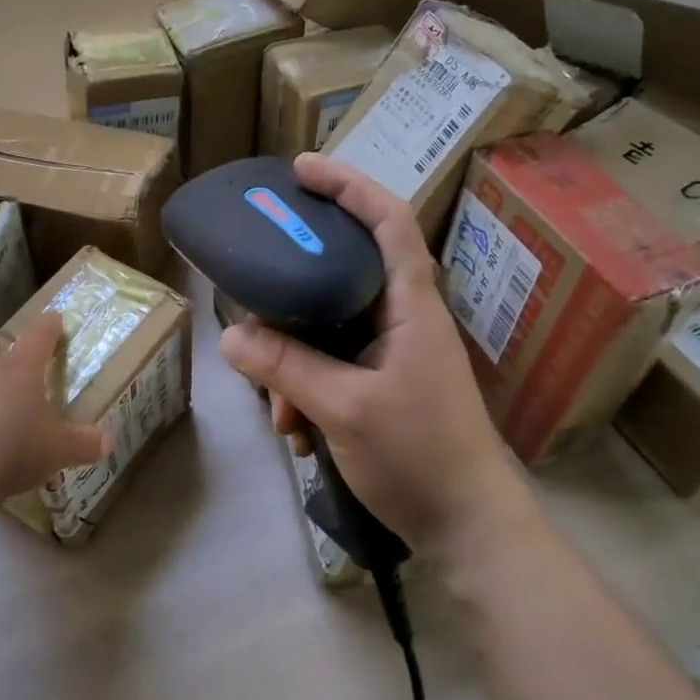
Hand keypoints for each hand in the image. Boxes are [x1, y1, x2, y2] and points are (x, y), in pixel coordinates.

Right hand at [220, 154, 530, 551]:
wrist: (468, 529)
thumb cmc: (420, 455)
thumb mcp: (345, 408)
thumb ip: (287, 366)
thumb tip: (232, 334)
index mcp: (410, 305)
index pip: (387, 221)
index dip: (348, 185)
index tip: (301, 170)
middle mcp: (401, 319)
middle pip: (340, 274)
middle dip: (291, 296)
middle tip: (252, 295)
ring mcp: (390, 355)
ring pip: (325, 331)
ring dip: (292, 364)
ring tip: (278, 412)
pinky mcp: (380, 386)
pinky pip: (329, 368)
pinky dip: (305, 393)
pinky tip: (295, 435)